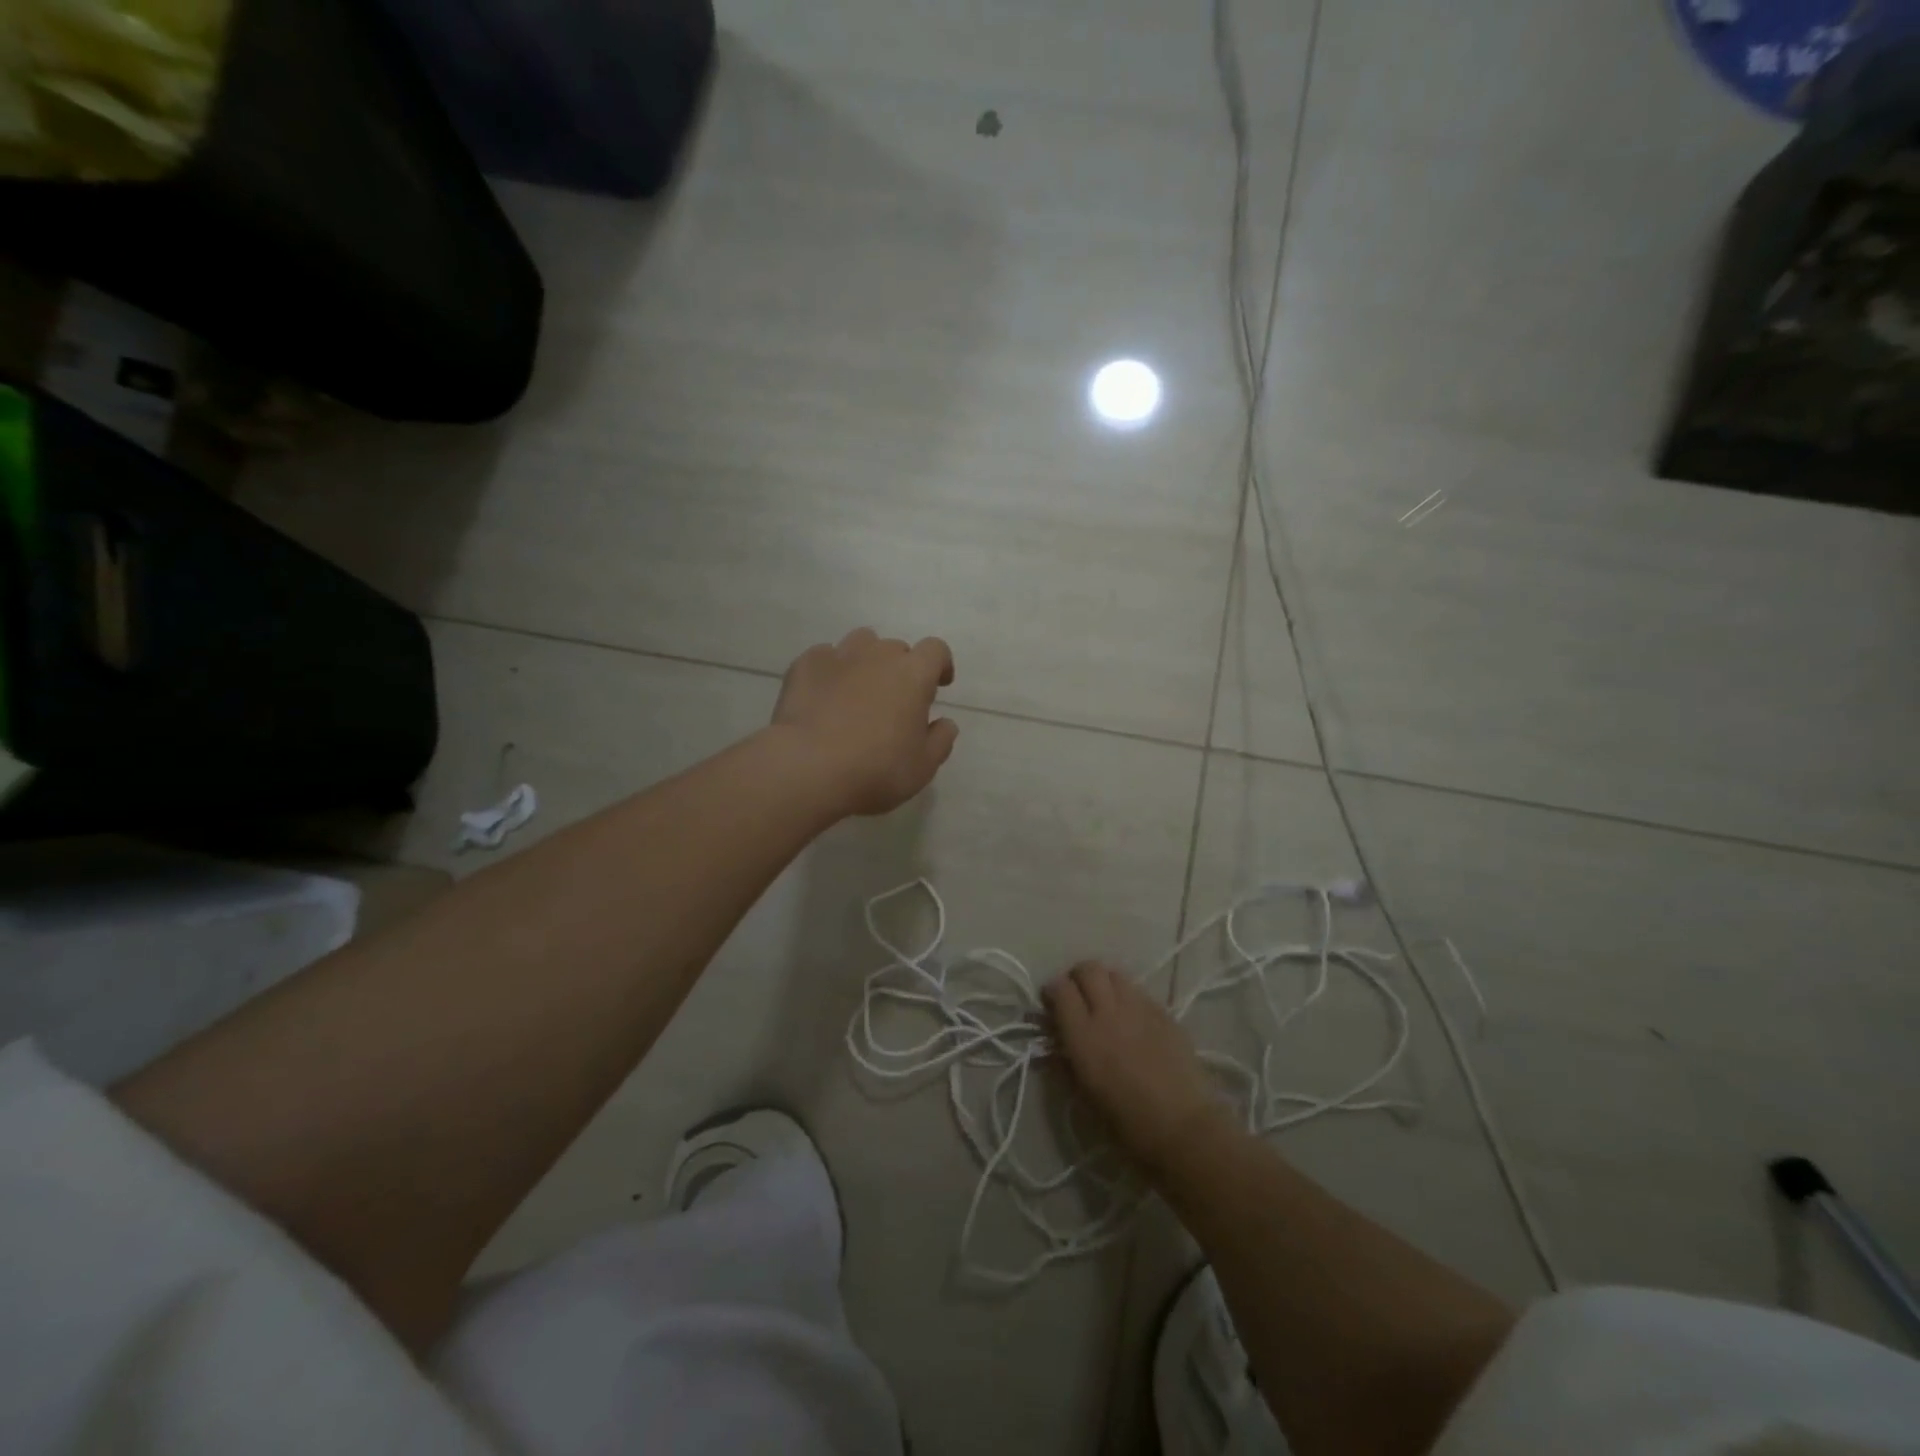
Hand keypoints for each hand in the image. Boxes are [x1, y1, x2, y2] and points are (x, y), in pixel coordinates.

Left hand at [772, 628, 958, 816]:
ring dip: (866, 660)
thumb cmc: (876, 769)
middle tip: (894, 699)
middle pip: (897, 648)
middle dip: (901, 667)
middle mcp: (878, 655)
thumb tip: (946, 723)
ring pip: (860, 643)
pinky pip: (824, 656)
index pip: (936, 650)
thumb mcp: (922, 766)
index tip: (939, 684)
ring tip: (859, 689)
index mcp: (913, 674)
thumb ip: (940, 741)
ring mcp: (839, 655)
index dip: (940, 664)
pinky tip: (824, 695)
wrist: (808, 766)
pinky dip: (830, 670)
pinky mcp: (805, 664)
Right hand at [1045, 961, 1234, 1177]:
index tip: (1052, 1005)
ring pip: (1115, 974)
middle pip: (1088, 969)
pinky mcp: (1165, 1013)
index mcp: (1083, 1034)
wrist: (1183, 1129)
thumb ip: (1064, 1059)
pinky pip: (1139, 992)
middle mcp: (1109, 1011)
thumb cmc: (1126, 1123)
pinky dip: (1129, 998)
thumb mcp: (1083, 1095)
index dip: (1053, 991)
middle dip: (1078, 978)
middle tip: (1078, 998)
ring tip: (1106, 1004)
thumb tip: (1054, 1039)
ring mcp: (1140, 1008)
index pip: (1060, 988)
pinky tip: (1133, 1021)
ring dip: (1105, 983)